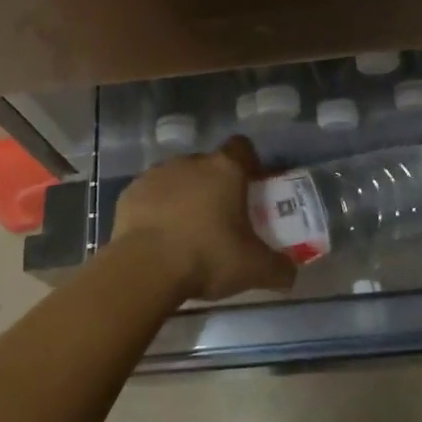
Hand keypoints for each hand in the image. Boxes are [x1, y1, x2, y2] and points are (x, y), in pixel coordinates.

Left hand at [110, 136, 296, 300]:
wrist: (145, 268)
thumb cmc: (207, 257)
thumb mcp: (254, 269)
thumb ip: (279, 269)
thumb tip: (291, 274)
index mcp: (225, 170)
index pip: (242, 147)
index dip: (249, 163)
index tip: (251, 186)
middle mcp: (191, 162)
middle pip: (209, 164)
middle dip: (215, 185)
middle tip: (221, 218)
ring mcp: (157, 174)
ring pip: (177, 178)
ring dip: (184, 195)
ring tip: (186, 230)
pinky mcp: (130, 192)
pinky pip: (150, 195)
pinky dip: (156, 209)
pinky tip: (158, 236)